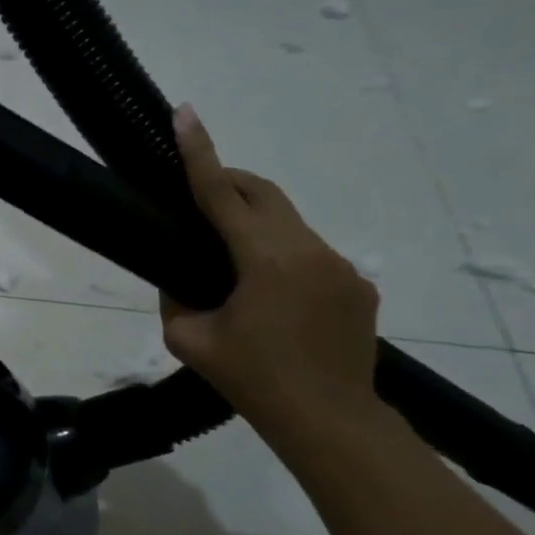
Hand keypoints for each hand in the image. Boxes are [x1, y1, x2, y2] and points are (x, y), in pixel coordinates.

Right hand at [160, 104, 379, 427]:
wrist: (329, 420)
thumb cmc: (251, 379)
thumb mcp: (189, 339)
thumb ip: (177, 297)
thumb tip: (182, 278)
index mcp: (265, 260)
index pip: (220, 194)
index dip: (199, 152)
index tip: (185, 114)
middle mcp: (309, 250)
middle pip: (263, 193)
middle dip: (228, 179)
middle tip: (196, 185)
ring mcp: (341, 266)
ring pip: (287, 224)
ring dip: (253, 225)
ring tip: (226, 259)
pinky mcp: (357, 285)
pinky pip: (308, 254)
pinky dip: (278, 256)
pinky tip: (266, 296)